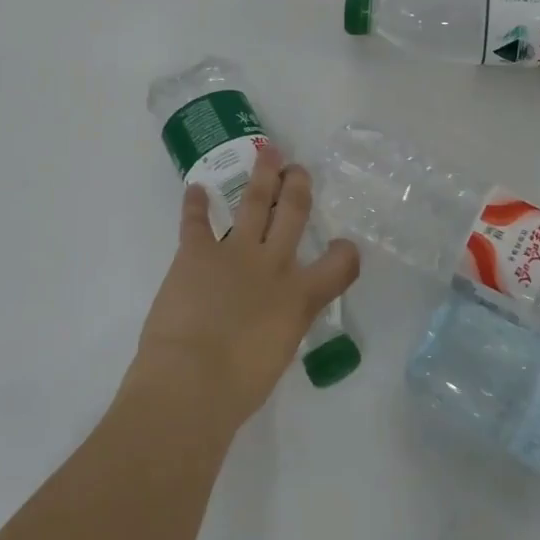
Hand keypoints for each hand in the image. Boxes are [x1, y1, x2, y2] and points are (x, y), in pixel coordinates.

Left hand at [126, 145, 359, 430]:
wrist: (192, 382)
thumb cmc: (239, 386)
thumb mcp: (278, 355)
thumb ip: (281, 327)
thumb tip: (271, 320)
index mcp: (299, 297)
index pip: (340, 264)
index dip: (347, 252)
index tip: (345, 246)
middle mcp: (274, 265)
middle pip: (294, 214)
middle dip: (299, 187)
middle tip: (299, 169)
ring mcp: (235, 252)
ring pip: (255, 202)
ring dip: (263, 176)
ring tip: (268, 152)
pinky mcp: (197, 252)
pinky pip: (196, 221)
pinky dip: (194, 204)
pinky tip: (195, 188)